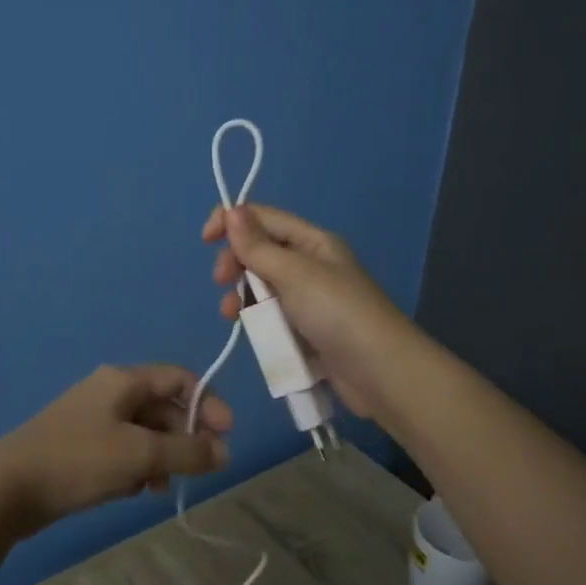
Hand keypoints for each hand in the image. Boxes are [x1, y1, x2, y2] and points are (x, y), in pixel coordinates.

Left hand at [0, 365, 231, 536]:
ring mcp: (92, 419)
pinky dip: (136, 468)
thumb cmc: (79, 460)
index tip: (226, 436)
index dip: (208, 403)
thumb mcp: (140, 454)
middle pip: (163, 407)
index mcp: (123, 380)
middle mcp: (109, 392)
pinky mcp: (80, 446)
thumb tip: (225, 452)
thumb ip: (187, 452)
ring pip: (143, 433)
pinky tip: (133, 492)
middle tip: (199, 472)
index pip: (179, 378)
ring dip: (161, 457)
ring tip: (162, 488)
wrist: (9, 487)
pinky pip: (122, 450)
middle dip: (185, 438)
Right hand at [203, 204, 410, 418]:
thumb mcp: (294, 274)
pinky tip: (248, 330)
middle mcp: (310, 265)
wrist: (379, 373)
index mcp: (313, 242)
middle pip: (260, 252)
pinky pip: (271, 315)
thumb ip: (259, 246)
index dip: (232, 222)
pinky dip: (256, 318)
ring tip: (231, 313)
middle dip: (236, 263)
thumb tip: (232, 211)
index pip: (264, 218)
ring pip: (261, 286)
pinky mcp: (304, 330)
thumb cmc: (337, 314)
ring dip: (242, 295)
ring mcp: (308, 299)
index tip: (206, 240)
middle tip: (222, 282)